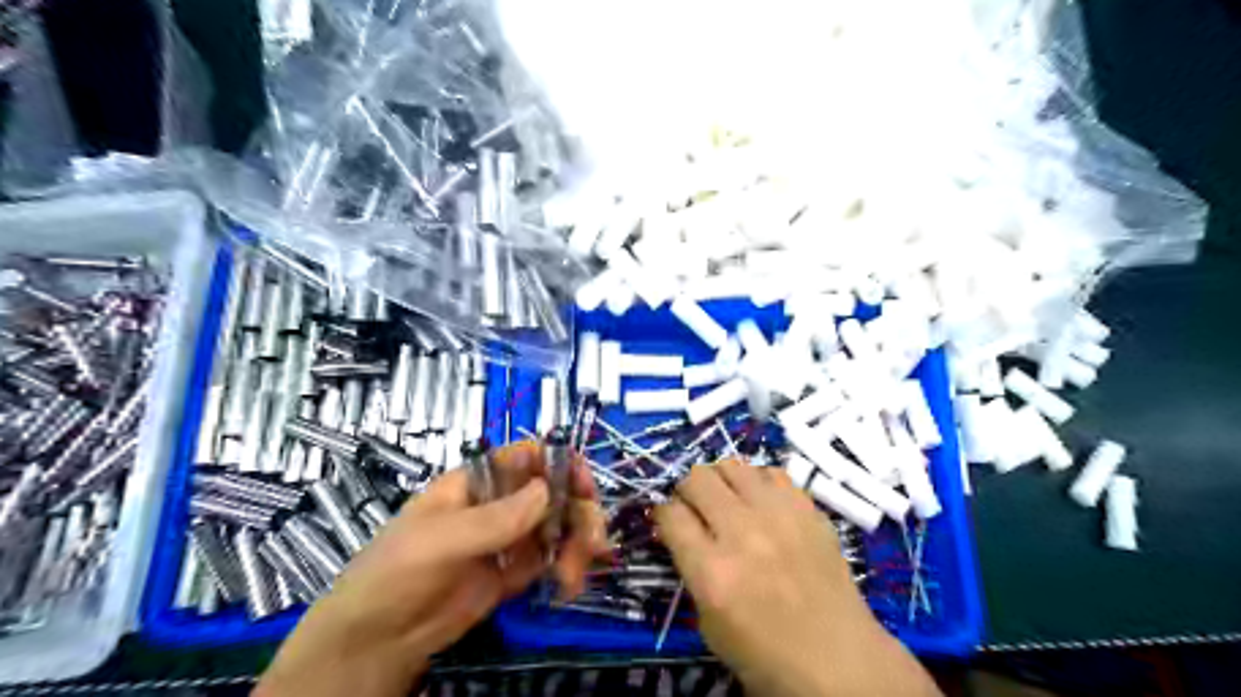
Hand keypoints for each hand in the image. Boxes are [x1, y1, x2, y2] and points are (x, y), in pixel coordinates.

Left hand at [258, 440, 608, 695]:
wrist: (376, 640)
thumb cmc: (397, 572)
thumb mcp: (443, 539)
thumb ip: (497, 517)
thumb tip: (548, 490)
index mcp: (479, 481)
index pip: (529, 457)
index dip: (561, 463)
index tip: (585, 487)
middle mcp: (500, 503)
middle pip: (554, 492)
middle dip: (578, 513)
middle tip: (592, 543)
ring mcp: (509, 538)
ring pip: (559, 526)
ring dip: (576, 545)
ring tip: (571, 578)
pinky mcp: (514, 572)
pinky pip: (551, 560)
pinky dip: (566, 569)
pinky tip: (565, 587)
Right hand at [654, 459, 935, 695]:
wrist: (839, 661)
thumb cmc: (766, 655)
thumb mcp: (709, 624)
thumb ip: (692, 569)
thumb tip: (681, 530)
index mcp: (713, 572)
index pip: (671, 514)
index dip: (663, 513)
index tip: (668, 519)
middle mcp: (743, 533)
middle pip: (698, 478)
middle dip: (687, 490)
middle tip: (695, 507)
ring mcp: (780, 516)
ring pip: (733, 465)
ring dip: (721, 480)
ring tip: (727, 500)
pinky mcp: (808, 510)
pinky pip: (771, 473)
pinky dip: (758, 483)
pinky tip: (761, 503)